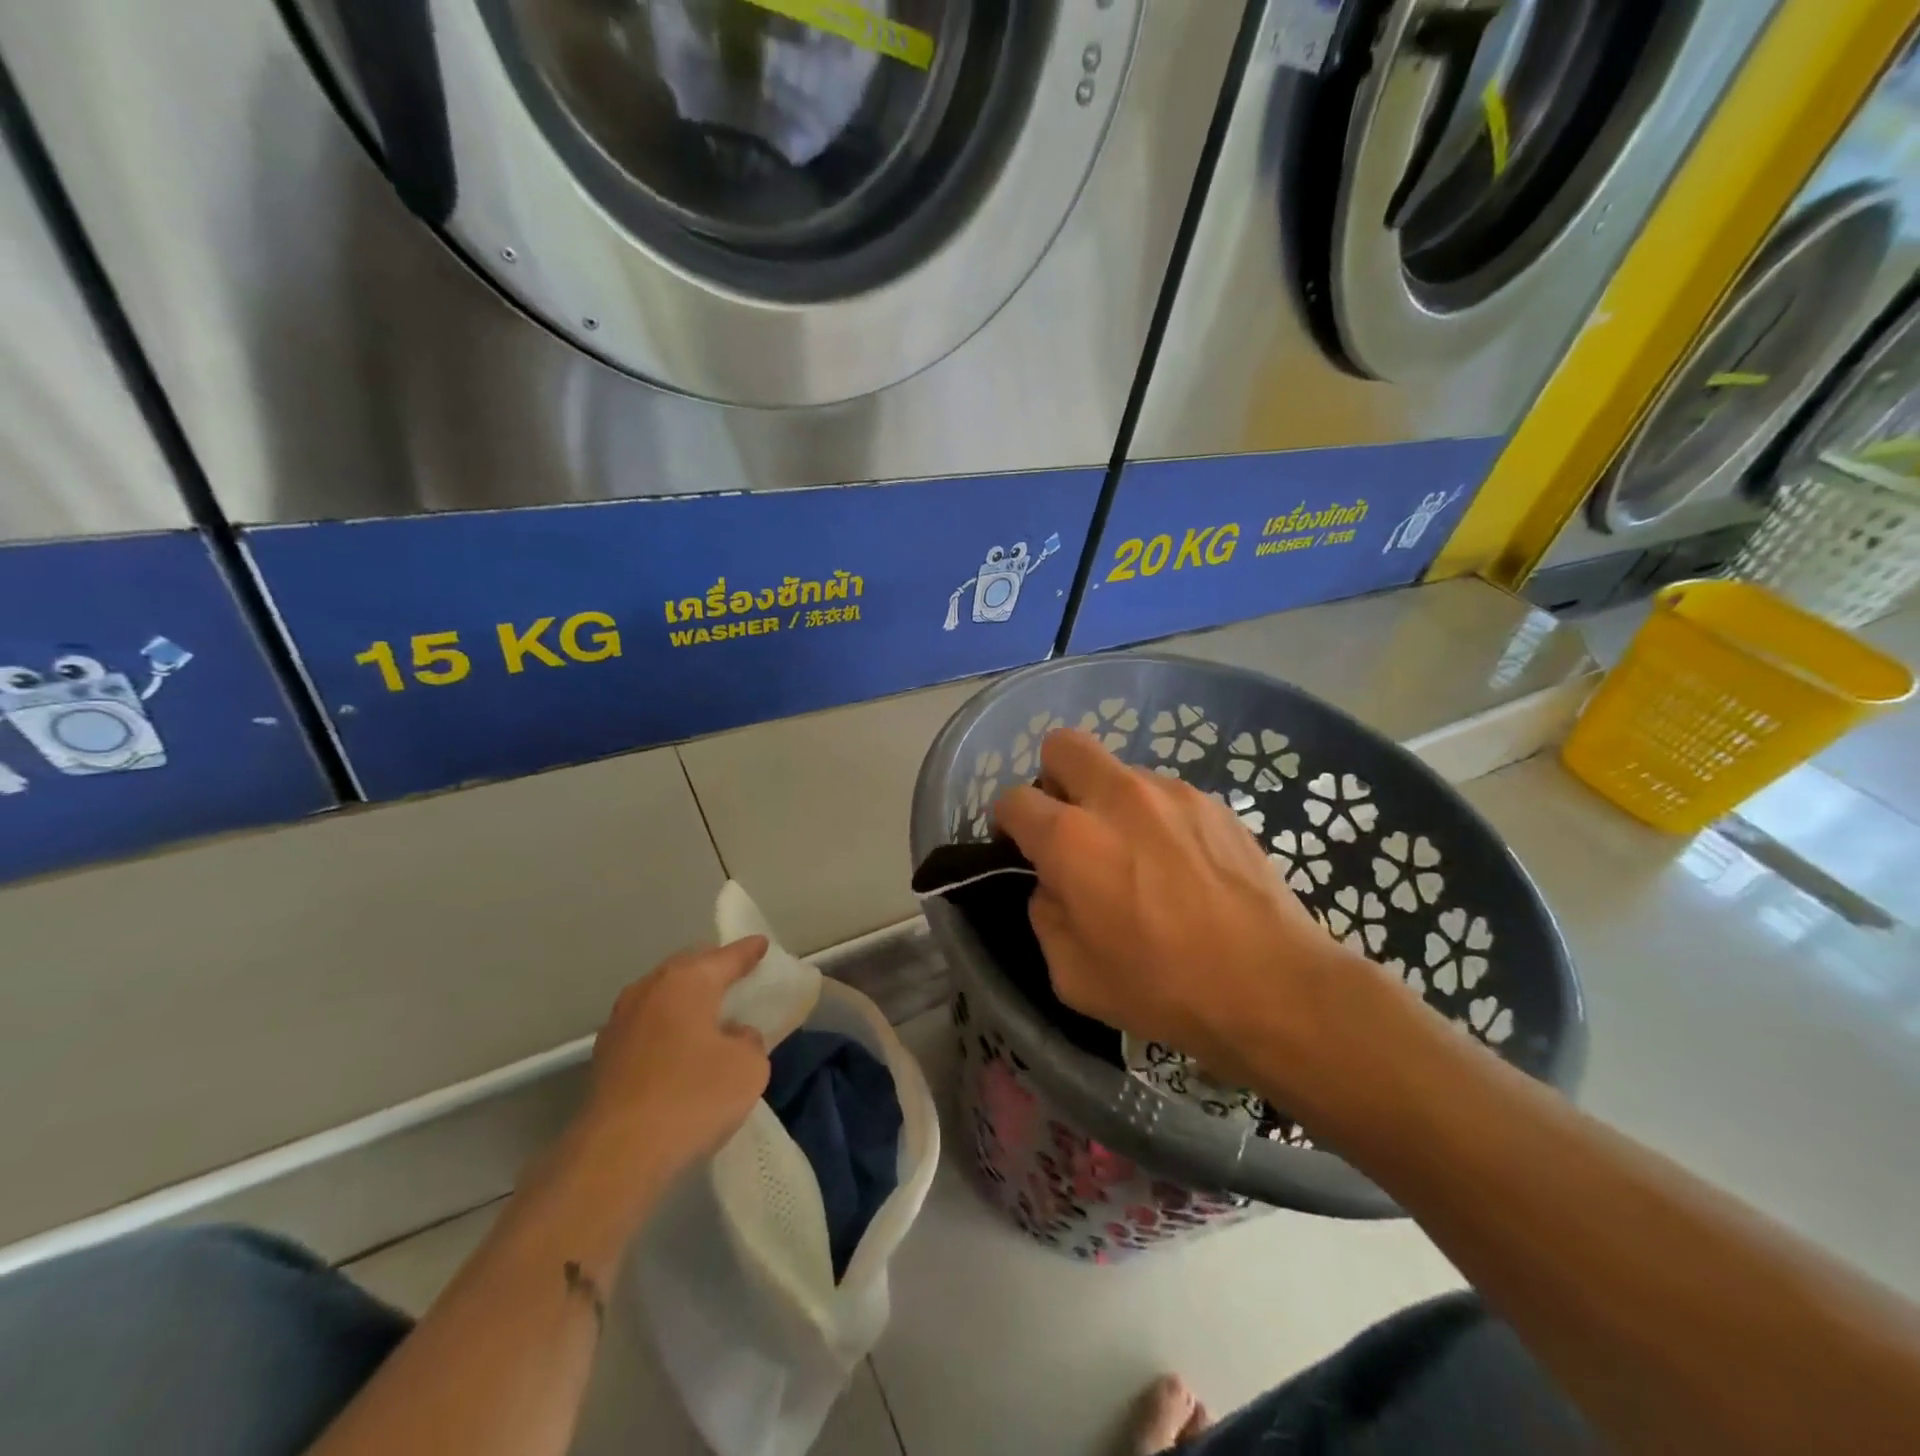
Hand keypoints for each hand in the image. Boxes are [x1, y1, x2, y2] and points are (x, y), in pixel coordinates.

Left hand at [577, 938, 772, 1185]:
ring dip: (686, 1001)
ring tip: (708, 1014)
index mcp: (688, 981)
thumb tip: (732, 1036)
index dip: (748, 951)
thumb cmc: (692, 1097)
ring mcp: (621, 1021)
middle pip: (689, 968)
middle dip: (713, 969)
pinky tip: (678, 1049)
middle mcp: (650, 988)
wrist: (616, 1156)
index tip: (762, 944)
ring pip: (663, 996)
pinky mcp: (605, 1055)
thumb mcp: (748, 1067)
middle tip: (736, 977)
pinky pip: (647, 1025)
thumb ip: (749, 1041)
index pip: (726, 956)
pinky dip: (667, 1028)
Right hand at [994, 729, 1369, 1108]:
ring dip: (1110, 802)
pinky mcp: (1213, 802)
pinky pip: (1164, 794)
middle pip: (1063, 745)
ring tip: (1138, 856)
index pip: (1014, 799)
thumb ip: (1045, 915)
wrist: (1272, 986)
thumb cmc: (1163, 987)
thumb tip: (1051, 886)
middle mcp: (1117, 797)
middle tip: (1070, 826)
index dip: (1008, 822)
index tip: (1021, 848)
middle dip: (1053, 778)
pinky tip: (1181, 865)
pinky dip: (1155, 817)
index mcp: (1072, 838)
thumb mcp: (1072, 975)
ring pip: (1118, 771)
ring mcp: (1171, 793)